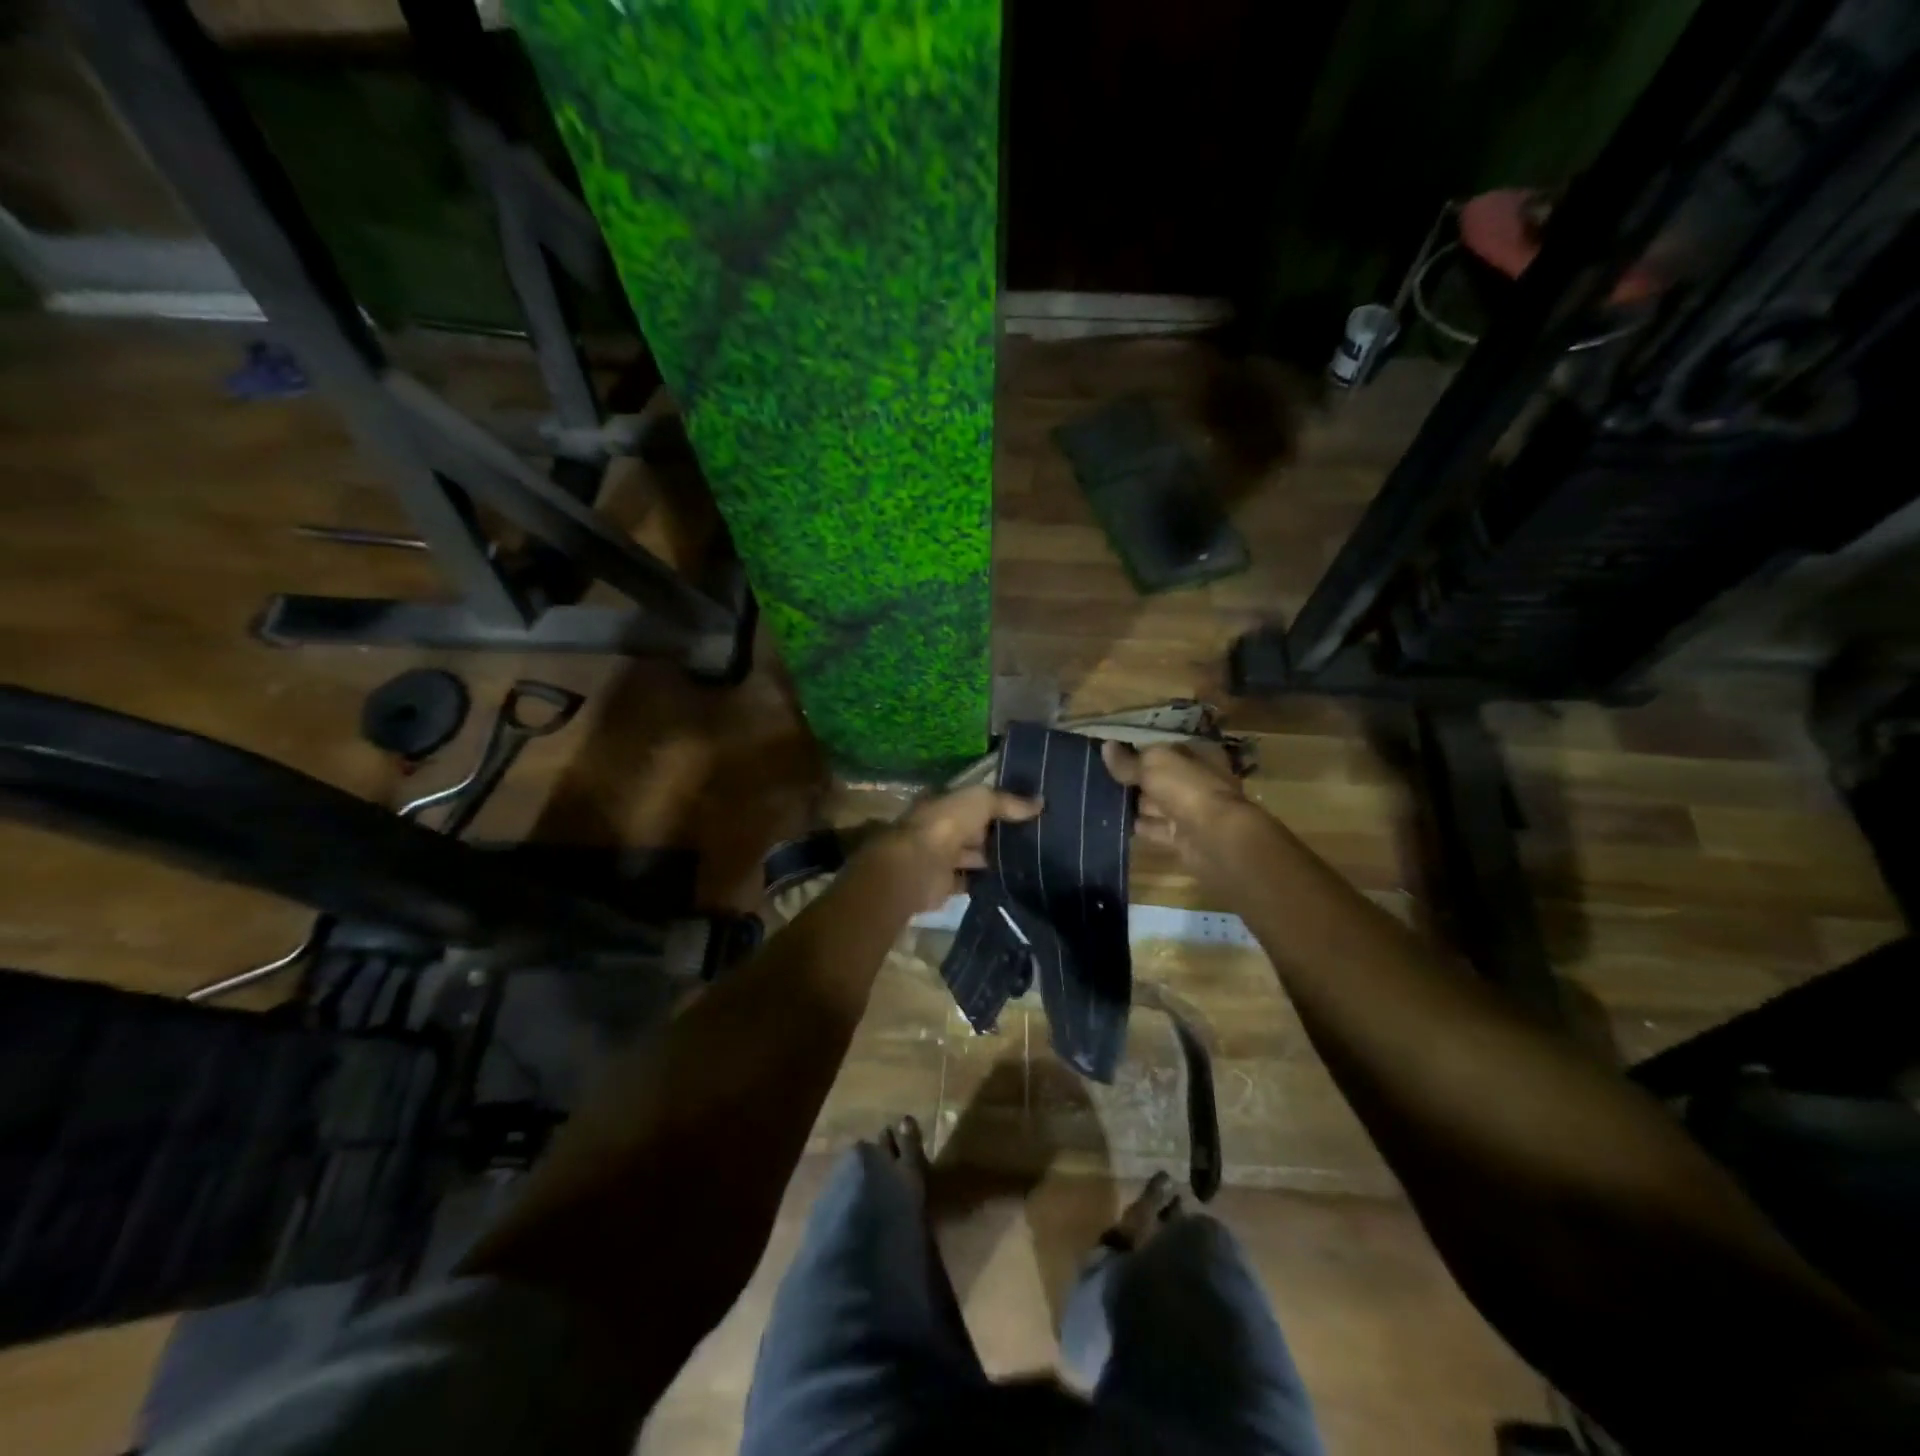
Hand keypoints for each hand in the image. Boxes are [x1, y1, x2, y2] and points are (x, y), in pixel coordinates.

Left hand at [880, 785, 1043, 909]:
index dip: (1001, 802)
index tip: (1031, 809)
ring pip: (976, 855)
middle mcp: (942, 827)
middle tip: (1039, 837)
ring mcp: (943, 856)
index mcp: (945, 802)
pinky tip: (1015, 882)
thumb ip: (1008, 802)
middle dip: (1001, 832)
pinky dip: (989, 882)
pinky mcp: (946, 884)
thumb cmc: (946, 824)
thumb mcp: (980, 801)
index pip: (976, 800)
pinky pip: (973, 881)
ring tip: (1035, 861)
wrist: (917, 867)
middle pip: (977, 828)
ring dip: (997, 858)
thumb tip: (1040, 803)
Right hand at [1100, 740, 1248, 858]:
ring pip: (1158, 804)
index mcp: (1200, 755)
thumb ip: (1128, 760)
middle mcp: (1199, 781)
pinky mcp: (1184, 837)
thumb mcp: (1153, 764)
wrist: (1214, 837)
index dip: (1142, 750)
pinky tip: (1115, 822)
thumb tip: (1106, 746)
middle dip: (1136, 779)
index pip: (1167, 749)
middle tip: (1101, 777)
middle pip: (1162, 777)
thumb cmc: (1188, 788)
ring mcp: (1193, 811)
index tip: (1114, 754)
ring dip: (1135, 804)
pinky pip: (1157, 828)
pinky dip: (1140, 826)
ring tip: (1102, 800)